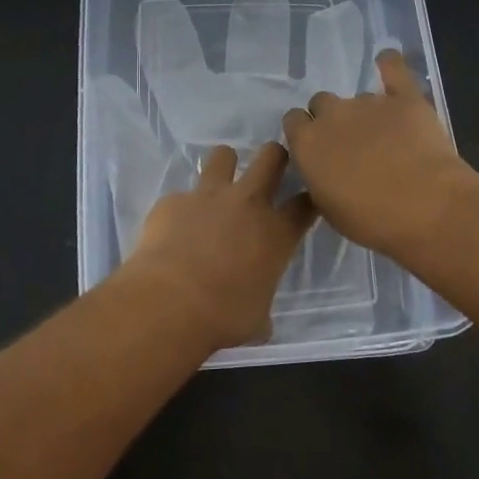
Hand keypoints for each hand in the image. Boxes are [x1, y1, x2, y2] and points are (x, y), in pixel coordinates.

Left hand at [119, 142, 317, 350]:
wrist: (170, 302)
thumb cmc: (224, 316)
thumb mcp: (256, 318)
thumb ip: (262, 308)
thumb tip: (261, 323)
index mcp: (276, 232)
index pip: (305, 203)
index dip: (308, 199)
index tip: (306, 201)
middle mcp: (247, 203)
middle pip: (271, 158)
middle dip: (275, 156)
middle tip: (271, 166)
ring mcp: (208, 196)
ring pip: (223, 155)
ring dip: (224, 166)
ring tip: (218, 183)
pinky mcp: (173, 200)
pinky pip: (181, 195)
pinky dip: (181, 209)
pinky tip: (173, 229)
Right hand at [282, 51, 478, 259]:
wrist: (425, 207)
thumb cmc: (371, 220)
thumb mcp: (329, 209)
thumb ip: (320, 180)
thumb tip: (325, 169)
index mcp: (307, 143)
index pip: (294, 121)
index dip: (305, 133)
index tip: (318, 149)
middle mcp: (332, 115)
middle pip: (322, 103)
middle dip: (332, 119)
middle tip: (351, 144)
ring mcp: (369, 102)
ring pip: (358, 97)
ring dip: (365, 112)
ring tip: (386, 137)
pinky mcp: (405, 98)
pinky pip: (394, 69)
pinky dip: (390, 65)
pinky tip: (388, 61)